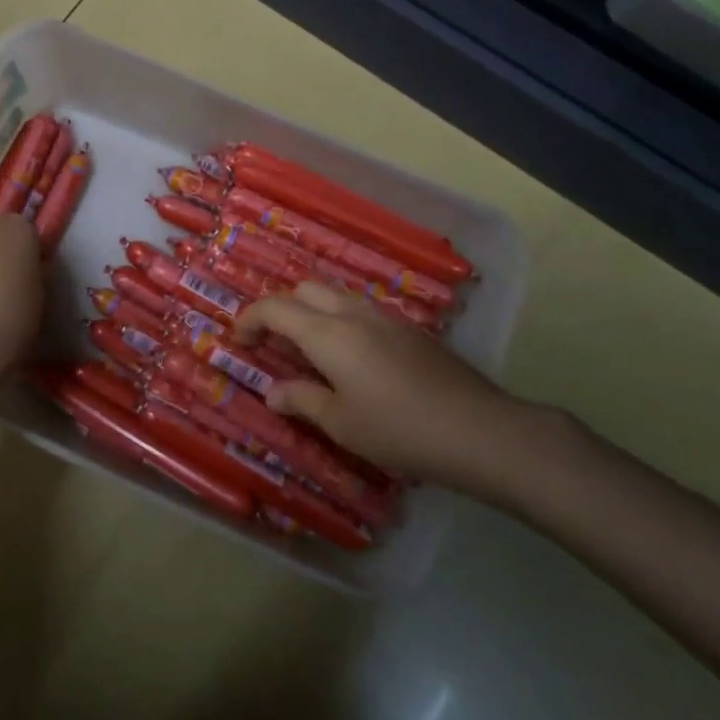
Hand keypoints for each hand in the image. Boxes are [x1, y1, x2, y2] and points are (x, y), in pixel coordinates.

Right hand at [234, 283, 565, 495]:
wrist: (481, 430)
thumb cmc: (400, 430)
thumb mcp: (341, 423)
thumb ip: (302, 400)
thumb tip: (272, 392)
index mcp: (328, 334)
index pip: (275, 308)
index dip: (250, 319)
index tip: (239, 341)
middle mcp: (354, 315)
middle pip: (305, 289)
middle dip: (281, 309)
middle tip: (274, 344)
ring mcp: (387, 319)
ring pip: (337, 296)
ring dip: (313, 312)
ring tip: (309, 351)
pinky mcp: (412, 331)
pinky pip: (363, 311)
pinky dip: (341, 321)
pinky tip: (352, 360)